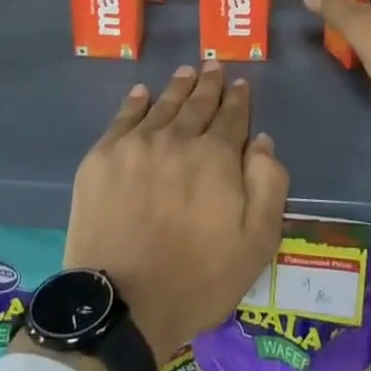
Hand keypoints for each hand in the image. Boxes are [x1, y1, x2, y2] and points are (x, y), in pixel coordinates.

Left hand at [64, 63, 288, 362]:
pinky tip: (142, 93)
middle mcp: (176, 138)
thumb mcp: (256, 243)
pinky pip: (123, 118)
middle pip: (196, 104)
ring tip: (186, 72)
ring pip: (162, 105)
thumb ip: (268, 185)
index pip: (231, 117)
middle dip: (208, 84)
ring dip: (178, 87)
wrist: (122, 304)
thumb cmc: (197, 279)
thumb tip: (261, 141)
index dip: (237, 99)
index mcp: (215, 157)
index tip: (239, 84)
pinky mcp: (102, 157)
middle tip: (213, 66)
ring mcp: (135, 145)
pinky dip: (135, 102)